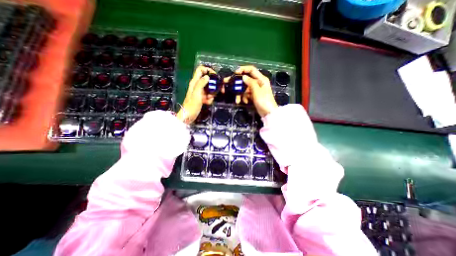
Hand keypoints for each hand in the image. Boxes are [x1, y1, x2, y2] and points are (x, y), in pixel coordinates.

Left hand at [176, 65, 215, 123]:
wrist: (189, 115)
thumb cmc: (192, 105)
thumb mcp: (197, 93)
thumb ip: (201, 83)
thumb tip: (207, 76)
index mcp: (195, 82)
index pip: (201, 70)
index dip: (208, 70)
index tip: (215, 76)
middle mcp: (198, 85)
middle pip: (208, 79)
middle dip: (213, 84)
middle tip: (217, 90)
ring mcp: (200, 91)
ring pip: (210, 88)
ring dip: (212, 93)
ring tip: (209, 99)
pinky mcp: (202, 97)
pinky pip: (209, 95)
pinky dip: (210, 99)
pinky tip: (207, 102)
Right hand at [232, 66, 277, 117]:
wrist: (268, 113)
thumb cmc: (264, 101)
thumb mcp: (257, 91)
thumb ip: (250, 83)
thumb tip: (243, 77)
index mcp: (261, 79)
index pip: (251, 69)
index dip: (243, 69)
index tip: (235, 73)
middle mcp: (258, 82)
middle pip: (246, 80)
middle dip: (237, 83)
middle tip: (227, 83)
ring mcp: (255, 90)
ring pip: (244, 88)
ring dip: (240, 94)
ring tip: (237, 100)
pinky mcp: (253, 96)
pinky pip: (246, 94)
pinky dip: (244, 98)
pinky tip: (245, 102)